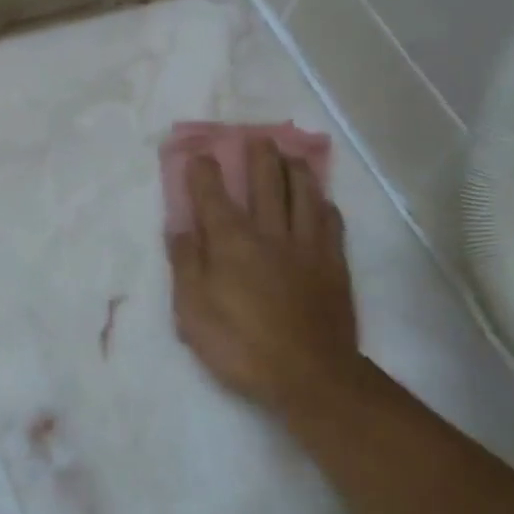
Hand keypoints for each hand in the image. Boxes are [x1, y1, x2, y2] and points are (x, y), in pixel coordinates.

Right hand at [167, 142, 365, 422]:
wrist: (309, 374)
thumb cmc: (240, 346)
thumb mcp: (192, 312)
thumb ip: (186, 264)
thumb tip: (179, 227)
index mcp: (232, 242)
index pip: (213, 195)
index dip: (203, 172)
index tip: (198, 154)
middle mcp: (270, 232)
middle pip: (266, 180)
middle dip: (257, 155)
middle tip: (254, 139)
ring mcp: (307, 245)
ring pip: (303, 192)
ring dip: (294, 169)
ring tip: (289, 157)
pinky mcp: (334, 263)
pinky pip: (330, 221)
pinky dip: (322, 203)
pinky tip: (320, 201)